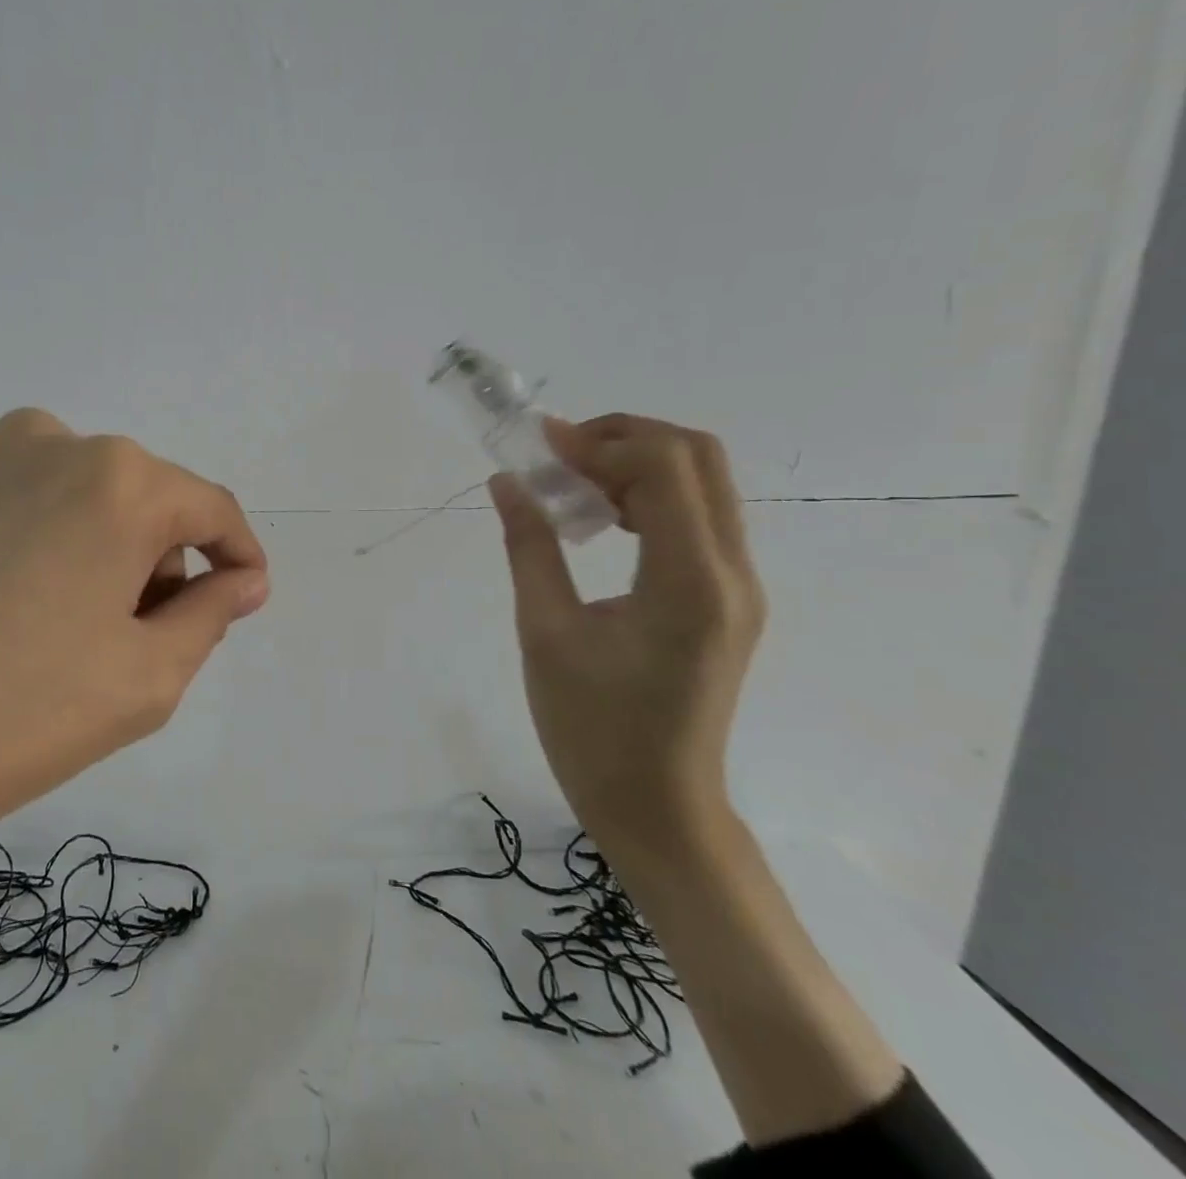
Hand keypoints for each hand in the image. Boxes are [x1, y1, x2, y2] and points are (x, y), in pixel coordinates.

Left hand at [0, 408, 268, 949]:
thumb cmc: (8, 720)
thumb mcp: (144, 680)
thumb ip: (210, 614)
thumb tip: (242, 578)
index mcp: (115, 478)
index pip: (211, 507)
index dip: (238, 555)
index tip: (242, 597)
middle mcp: (46, 442)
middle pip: (138, 499)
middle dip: (155, 562)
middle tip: (130, 643)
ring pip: (69, 498)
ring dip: (89, 551)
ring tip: (50, 636)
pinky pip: (3, 507)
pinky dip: (24, 549)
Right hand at [488, 414, 764, 851]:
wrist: (659, 808)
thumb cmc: (592, 729)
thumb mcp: (545, 632)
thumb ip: (529, 547)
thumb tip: (507, 482)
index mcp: (688, 582)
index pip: (663, 467)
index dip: (598, 442)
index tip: (538, 446)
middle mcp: (732, 573)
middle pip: (698, 457)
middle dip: (624, 438)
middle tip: (558, 457)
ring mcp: (739, 587)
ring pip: (702, 484)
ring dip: (636, 466)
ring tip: (572, 487)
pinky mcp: (729, 600)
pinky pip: (698, 519)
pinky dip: (650, 498)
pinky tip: (601, 523)